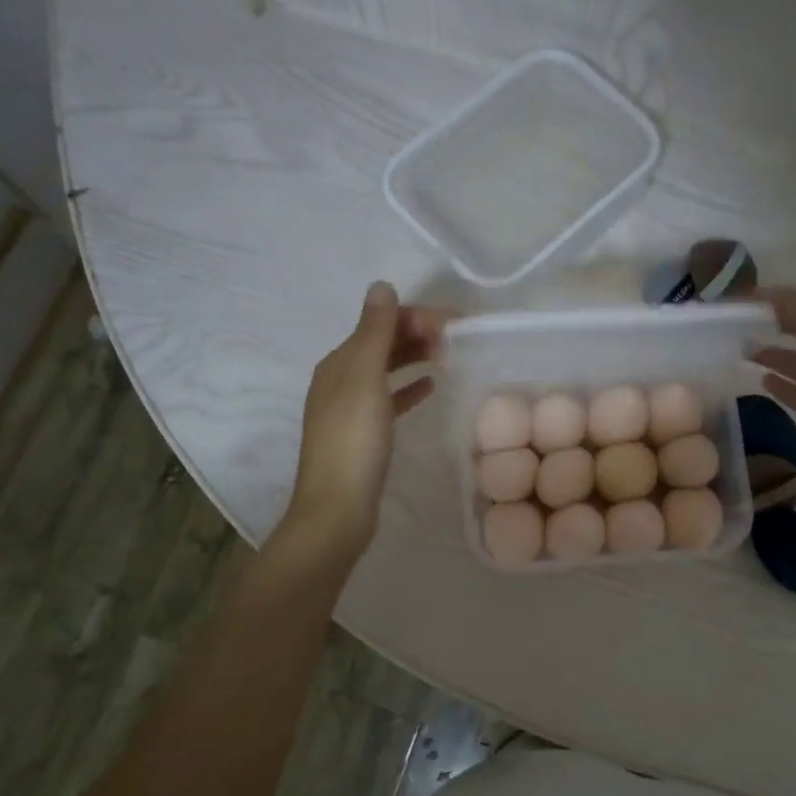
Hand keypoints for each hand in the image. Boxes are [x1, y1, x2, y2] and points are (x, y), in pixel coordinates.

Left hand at [286, 281, 448, 560]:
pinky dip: (409, 387)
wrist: (338, 509)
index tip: (455, 324)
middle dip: (417, 333)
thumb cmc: (353, 442)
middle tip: (457, 338)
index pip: (379, 323)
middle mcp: (340, 380)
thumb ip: (375, 333)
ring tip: (448, 355)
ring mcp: (351, 409)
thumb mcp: (364, 380)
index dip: (415, 316)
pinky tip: (431, 387)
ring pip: (387, 369)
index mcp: (339, 363)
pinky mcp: (364, 434)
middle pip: (382, 344)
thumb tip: (381, 286)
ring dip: (414, 356)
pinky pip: (390, 398)